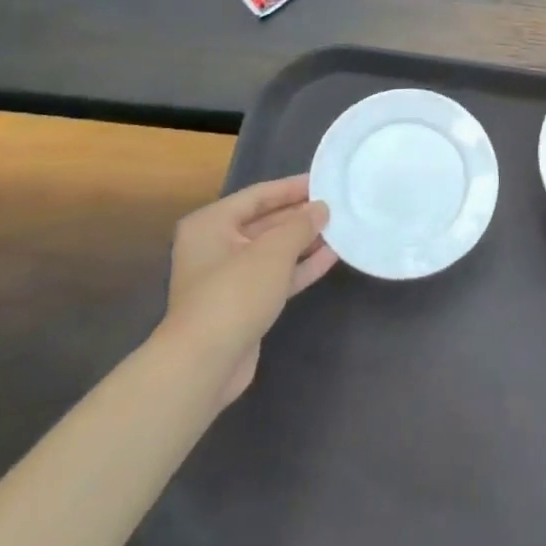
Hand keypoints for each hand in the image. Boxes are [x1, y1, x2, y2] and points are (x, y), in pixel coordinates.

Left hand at [160, 175, 337, 405]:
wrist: (204, 364)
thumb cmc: (235, 293)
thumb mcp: (274, 251)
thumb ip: (301, 224)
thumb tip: (321, 208)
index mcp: (211, 224)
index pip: (258, 195)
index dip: (292, 187)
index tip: (325, 181)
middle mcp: (216, 246)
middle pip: (266, 222)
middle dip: (301, 215)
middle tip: (338, 205)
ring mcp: (229, 278)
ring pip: (273, 251)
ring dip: (305, 241)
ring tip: (341, 227)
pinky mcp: (243, 304)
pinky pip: (276, 276)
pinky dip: (301, 266)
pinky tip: (331, 256)